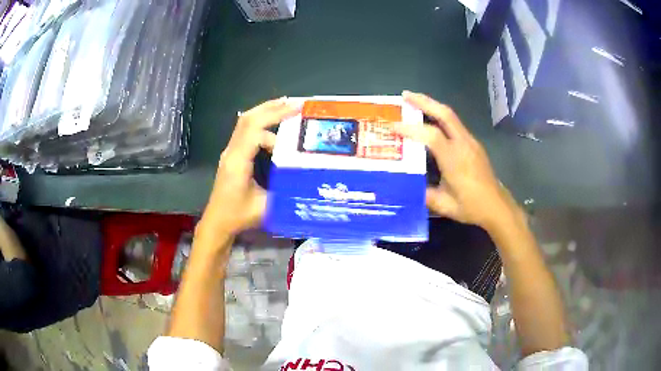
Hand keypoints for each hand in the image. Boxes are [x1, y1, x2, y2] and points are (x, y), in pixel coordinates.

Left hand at [199, 97, 300, 236]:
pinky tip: (273, 125)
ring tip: (286, 107)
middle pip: (247, 119)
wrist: (217, 221)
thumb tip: (305, 176)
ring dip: (265, 112)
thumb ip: (284, 189)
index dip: (275, 117)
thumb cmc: (238, 216)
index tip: (297, 112)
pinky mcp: (232, 154)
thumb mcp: (266, 206)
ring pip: (244, 122)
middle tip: (294, 103)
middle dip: (271, 108)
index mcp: (238, 162)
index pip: (255, 130)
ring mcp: (230, 151)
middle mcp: (231, 152)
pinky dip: (260, 122)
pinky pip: (244, 131)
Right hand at [396, 91, 520, 229]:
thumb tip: (407, 184)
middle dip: (424, 101)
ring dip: (432, 106)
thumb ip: (423, 193)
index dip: (411, 128)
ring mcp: (470, 142)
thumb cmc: (471, 207)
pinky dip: (440, 117)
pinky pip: (455, 124)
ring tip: (415, 102)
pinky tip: (431, 121)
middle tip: (405, 95)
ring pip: (451, 116)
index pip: (431, 135)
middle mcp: (464, 144)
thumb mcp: (443, 205)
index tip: (392, 126)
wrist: (496, 206)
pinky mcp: (473, 144)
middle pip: (445, 114)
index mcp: (455, 159)